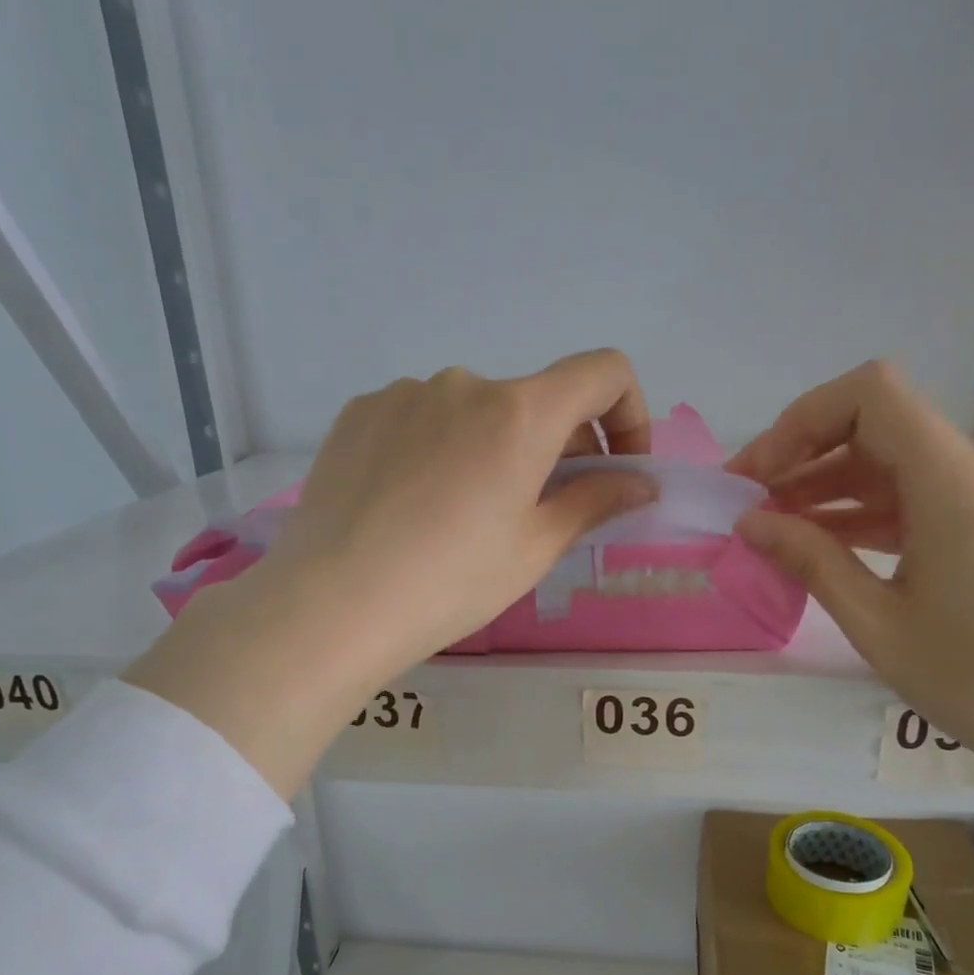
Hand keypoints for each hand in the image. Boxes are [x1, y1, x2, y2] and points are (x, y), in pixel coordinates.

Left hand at [126, 350, 653, 793]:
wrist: (331, 603)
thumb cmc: (450, 583)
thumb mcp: (534, 549)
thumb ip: (596, 501)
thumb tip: (642, 482)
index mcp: (519, 413)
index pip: (604, 371)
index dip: (629, 413)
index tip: (616, 466)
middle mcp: (464, 384)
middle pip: (535, 399)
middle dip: (557, 447)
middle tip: (540, 511)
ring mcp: (404, 394)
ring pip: (475, 413)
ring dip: (493, 448)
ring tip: (463, 515)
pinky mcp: (360, 413)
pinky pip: (422, 419)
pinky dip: (440, 448)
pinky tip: (412, 504)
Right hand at [729, 361, 973, 776]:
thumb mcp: (876, 623)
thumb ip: (811, 560)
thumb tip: (749, 523)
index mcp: (956, 486)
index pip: (872, 395)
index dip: (802, 420)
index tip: (760, 475)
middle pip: (876, 422)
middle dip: (801, 452)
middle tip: (747, 500)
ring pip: (891, 457)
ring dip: (826, 482)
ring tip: (771, 524)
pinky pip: (914, 490)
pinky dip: (860, 506)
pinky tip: (819, 539)